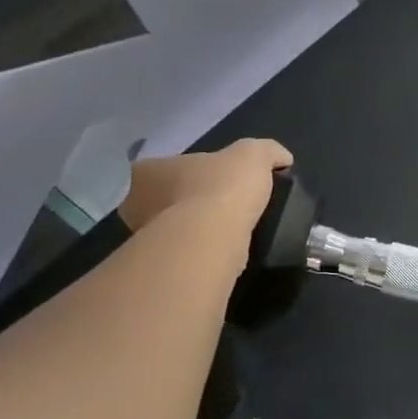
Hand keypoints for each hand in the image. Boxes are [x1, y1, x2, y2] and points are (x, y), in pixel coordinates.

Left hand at [120, 139, 291, 253]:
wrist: (210, 238)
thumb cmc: (222, 186)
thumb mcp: (254, 154)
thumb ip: (268, 152)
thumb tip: (282, 159)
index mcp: (147, 171)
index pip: (164, 167)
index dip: (191, 171)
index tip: (216, 179)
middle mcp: (135, 203)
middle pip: (165, 199)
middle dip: (189, 202)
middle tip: (222, 206)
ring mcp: (143, 238)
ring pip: (173, 229)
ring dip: (195, 229)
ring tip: (230, 231)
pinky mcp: (161, 265)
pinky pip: (184, 253)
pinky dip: (201, 251)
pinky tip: (225, 250)